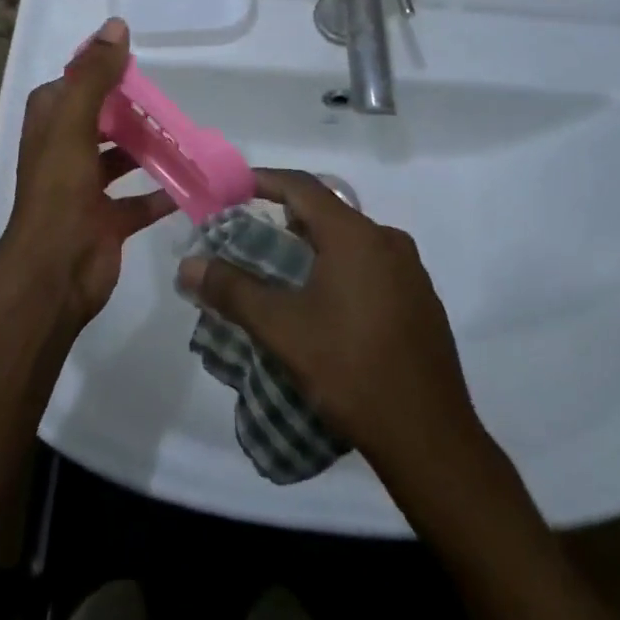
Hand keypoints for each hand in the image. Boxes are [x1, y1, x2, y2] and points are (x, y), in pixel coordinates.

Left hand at [0, 17, 173, 326]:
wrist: (54, 274)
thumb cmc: (59, 191)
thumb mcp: (74, 123)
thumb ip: (95, 75)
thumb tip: (116, 25)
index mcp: (50, 125)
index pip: (73, 86)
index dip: (98, 72)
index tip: (134, 63)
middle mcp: (65, 152)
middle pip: (101, 120)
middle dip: (132, 110)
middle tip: (169, 100)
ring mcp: (85, 189)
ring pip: (121, 159)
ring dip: (149, 148)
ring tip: (185, 135)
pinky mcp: (107, 221)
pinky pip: (140, 201)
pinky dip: (163, 192)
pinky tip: (192, 181)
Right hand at [177, 170, 477, 469]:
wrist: (430, 438)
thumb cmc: (351, 370)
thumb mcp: (282, 329)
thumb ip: (233, 290)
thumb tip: (189, 265)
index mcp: (355, 235)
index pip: (302, 186)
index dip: (264, 180)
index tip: (233, 188)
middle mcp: (387, 240)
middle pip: (328, 212)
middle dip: (286, 219)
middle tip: (252, 239)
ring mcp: (410, 271)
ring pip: (352, 241)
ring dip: (316, 247)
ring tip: (283, 276)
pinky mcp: (422, 301)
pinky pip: (373, 267)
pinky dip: (342, 270)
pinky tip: (327, 309)